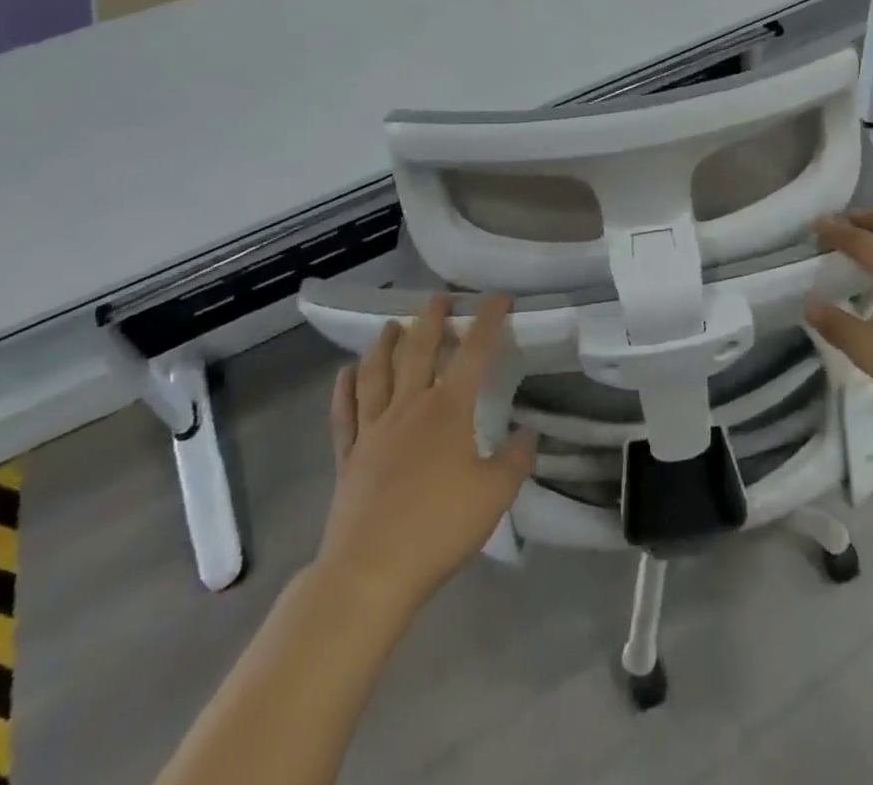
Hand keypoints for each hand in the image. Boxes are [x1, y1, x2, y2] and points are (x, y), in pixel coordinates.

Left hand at [316, 295, 536, 612]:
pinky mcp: (349, 457)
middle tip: (439, 299)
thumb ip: (516, 459)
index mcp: (448, 409)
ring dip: (386, 344)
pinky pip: (344, 413)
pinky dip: (344, 388)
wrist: (370, 572)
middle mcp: (409, 407)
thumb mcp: (495, 494)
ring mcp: (373, 430)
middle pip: (419, 351)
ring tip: (392, 325)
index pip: (474, 352)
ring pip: (377, 373)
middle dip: (432, 320)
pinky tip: (345, 373)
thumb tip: (528, 433)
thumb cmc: (439, 527)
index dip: (488, 321)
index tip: (498, 299)